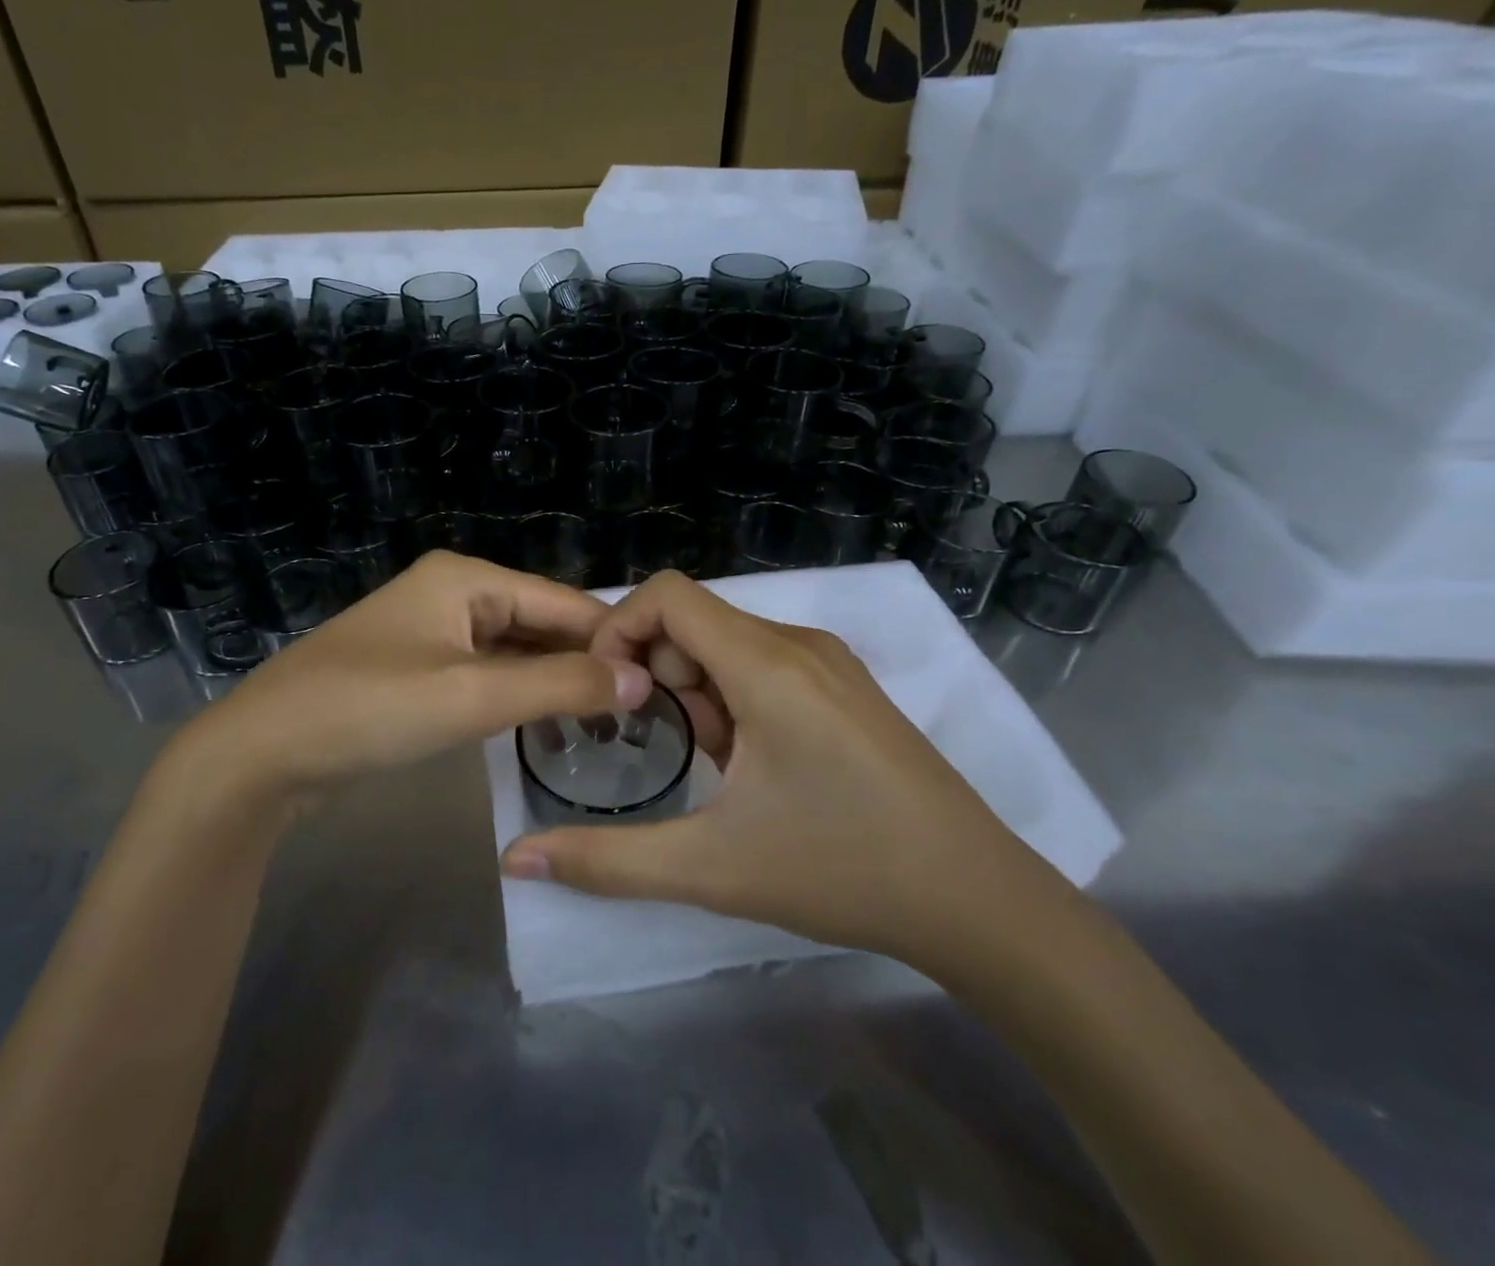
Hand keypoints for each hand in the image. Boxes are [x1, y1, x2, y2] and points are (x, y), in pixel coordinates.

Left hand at [158, 552, 653, 805]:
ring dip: (553, 681)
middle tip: (639, 713)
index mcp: (465, 578)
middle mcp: (452, 592)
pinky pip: (485, 672)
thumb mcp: (470, 695)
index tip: (660, 684)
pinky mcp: (418, 667)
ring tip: (607, 722)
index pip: (562, 602)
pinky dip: (517, 694)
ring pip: (514, 650)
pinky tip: (547, 723)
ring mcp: (432, 630)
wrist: (263, 752)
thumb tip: (638, 680)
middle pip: (539, 622)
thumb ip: (558, 685)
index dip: (611, 640)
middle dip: (584, 663)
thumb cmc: (368, 710)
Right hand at [498, 571, 1062, 966]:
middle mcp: (798, 643)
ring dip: (698, 694)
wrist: (978, 901)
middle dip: (660, 677)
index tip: (608, 697)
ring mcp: (830, 663)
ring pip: (728, 645)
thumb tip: (517, 860)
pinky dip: (735, 699)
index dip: (620, 630)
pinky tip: (755, 767)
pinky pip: (764, 665)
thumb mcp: (709, 868)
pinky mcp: (847, 687)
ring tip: (717, 769)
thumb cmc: (841, 870)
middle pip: (694, 621)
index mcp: (766, 664)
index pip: (668, 595)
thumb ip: (606, 860)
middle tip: (672, 751)